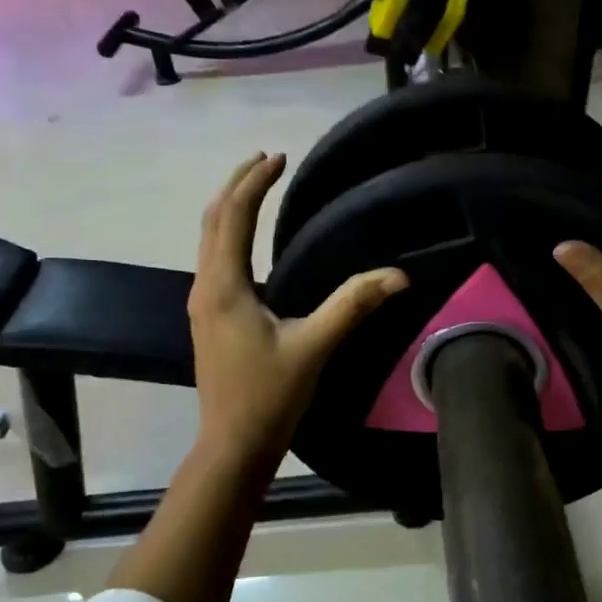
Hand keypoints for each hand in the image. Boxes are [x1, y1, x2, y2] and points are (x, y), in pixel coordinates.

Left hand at [189, 153, 407, 463]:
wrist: (233, 444)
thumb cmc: (269, 396)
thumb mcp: (314, 347)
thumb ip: (353, 305)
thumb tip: (398, 275)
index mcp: (224, 286)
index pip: (233, 216)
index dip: (255, 182)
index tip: (280, 157)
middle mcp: (205, 286)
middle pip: (213, 220)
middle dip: (237, 185)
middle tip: (266, 159)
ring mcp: (203, 303)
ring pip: (209, 239)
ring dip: (231, 207)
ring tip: (257, 187)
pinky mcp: (209, 318)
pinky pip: (214, 259)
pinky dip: (230, 233)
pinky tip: (250, 241)